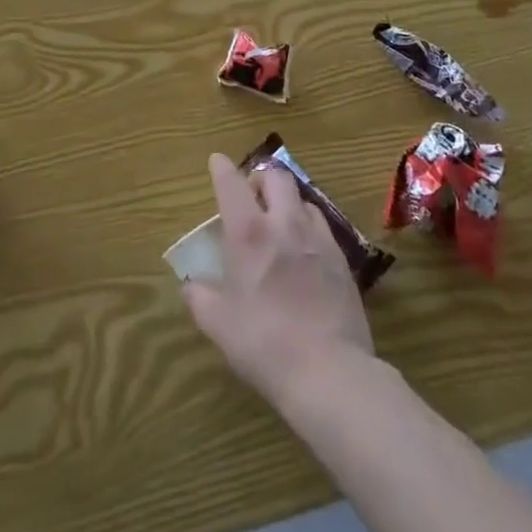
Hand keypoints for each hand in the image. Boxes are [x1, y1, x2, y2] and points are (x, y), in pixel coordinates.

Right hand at [181, 153, 373, 408]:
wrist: (329, 370)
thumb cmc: (264, 343)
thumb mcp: (218, 324)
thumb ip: (199, 298)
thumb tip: (190, 286)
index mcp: (249, 233)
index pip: (232, 183)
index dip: (222, 168)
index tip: (216, 161)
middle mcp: (285, 224)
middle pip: (276, 177)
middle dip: (260, 177)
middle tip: (251, 195)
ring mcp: (318, 239)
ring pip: (302, 199)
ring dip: (287, 202)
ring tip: (279, 221)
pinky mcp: (342, 260)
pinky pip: (322, 227)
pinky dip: (308, 226)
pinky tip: (304, 250)